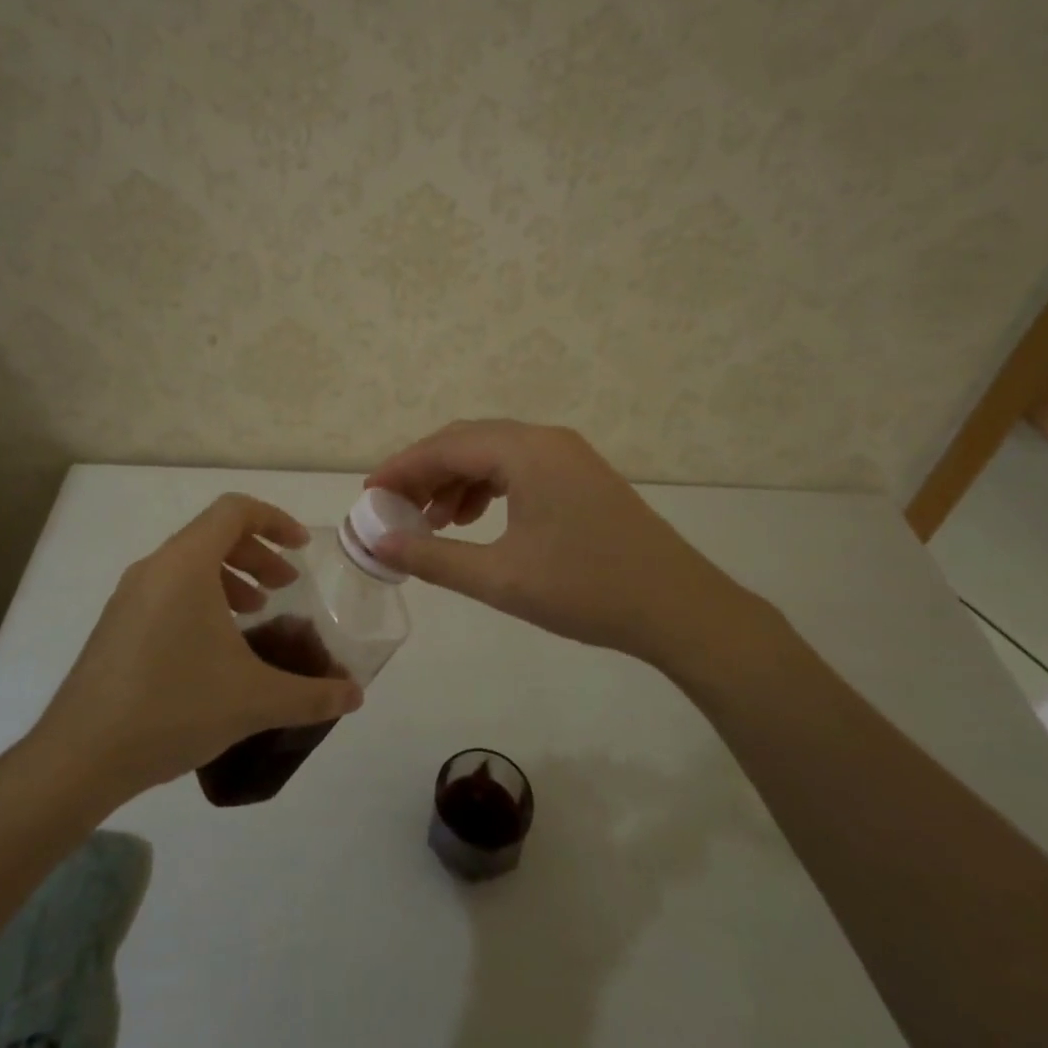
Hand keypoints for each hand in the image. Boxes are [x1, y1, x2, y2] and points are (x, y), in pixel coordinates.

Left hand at [25, 494, 362, 801]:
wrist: (78, 758)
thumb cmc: (173, 708)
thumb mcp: (254, 700)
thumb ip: (311, 695)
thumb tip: (355, 697)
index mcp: (186, 565)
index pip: (235, 510)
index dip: (275, 520)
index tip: (301, 550)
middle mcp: (154, 568)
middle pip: (213, 534)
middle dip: (257, 553)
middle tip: (284, 587)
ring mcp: (128, 596)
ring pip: (188, 563)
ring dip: (229, 576)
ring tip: (254, 613)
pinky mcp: (115, 625)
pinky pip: (167, 589)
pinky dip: (200, 597)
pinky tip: (214, 647)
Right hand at [366, 420, 769, 666]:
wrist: (680, 609)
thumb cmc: (586, 590)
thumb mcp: (500, 578)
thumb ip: (433, 558)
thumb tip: (378, 545)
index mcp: (526, 450)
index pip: (446, 446)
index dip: (401, 468)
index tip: (367, 495)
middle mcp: (545, 439)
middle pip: (467, 442)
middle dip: (425, 473)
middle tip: (393, 510)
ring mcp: (567, 455)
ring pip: (493, 454)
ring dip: (456, 482)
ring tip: (432, 523)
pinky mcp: (581, 475)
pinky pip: (518, 468)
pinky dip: (487, 489)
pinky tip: (474, 523)